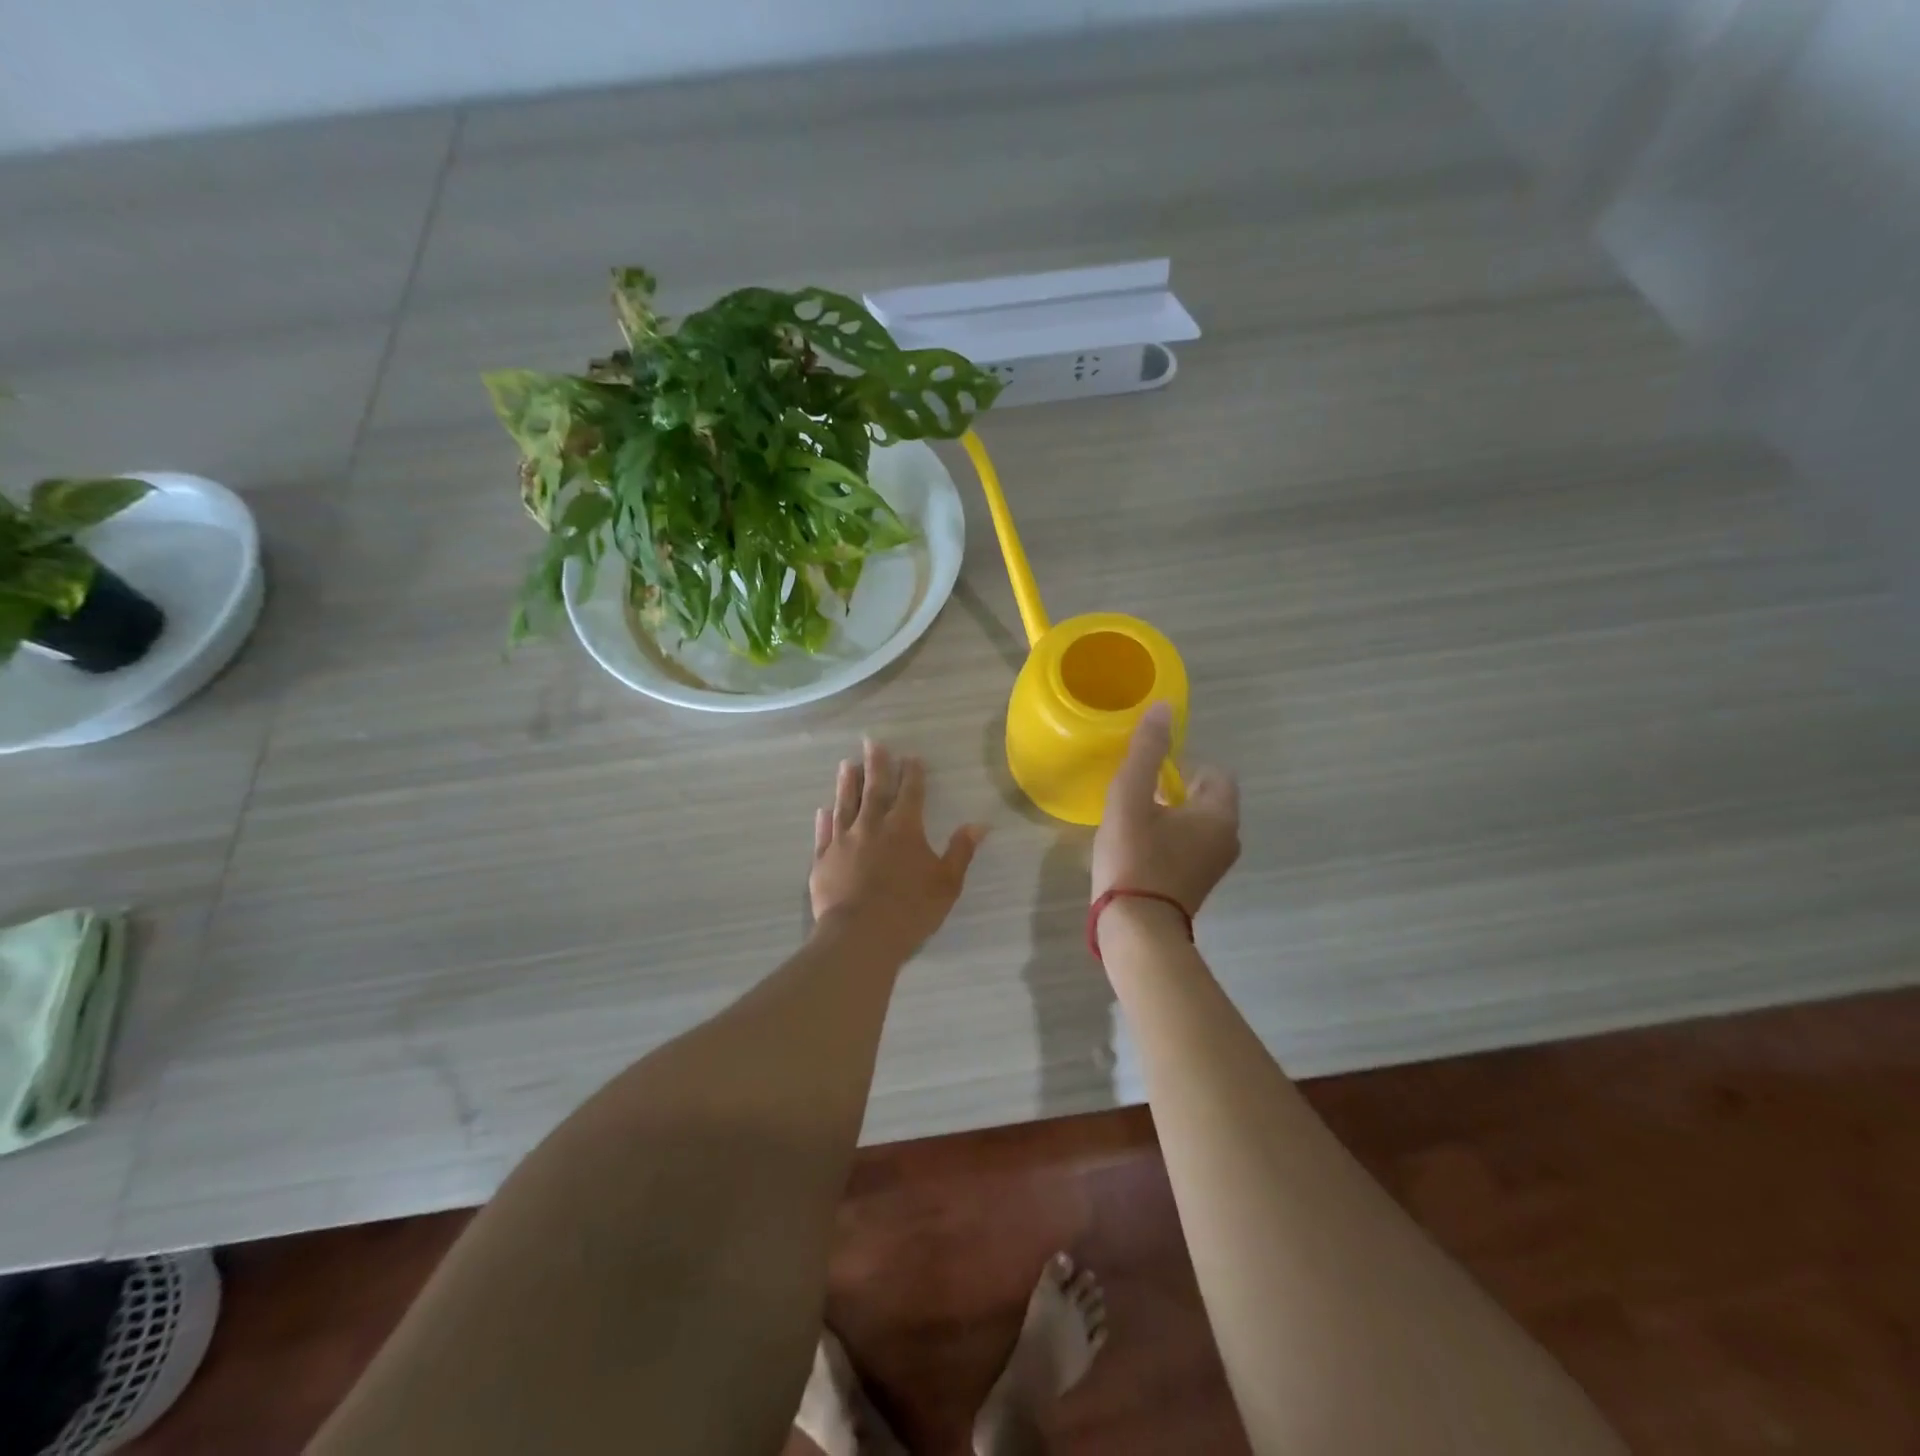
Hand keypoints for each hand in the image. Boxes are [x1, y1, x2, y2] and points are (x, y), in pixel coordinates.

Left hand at [810, 737, 987, 955]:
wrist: (861, 936)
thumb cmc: (910, 910)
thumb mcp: (946, 882)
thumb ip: (961, 851)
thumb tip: (979, 824)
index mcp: (904, 828)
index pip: (910, 792)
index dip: (912, 773)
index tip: (911, 757)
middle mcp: (872, 826)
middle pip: (874, 789)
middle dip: (875, 764)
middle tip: (871, 742)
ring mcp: (843, 841)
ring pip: (845, 804)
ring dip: (846, 783)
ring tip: (846, 765)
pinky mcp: (822, 860)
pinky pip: (823, 834)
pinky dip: (824, 820)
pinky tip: (823, 810)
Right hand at [1091, 703, 1239, 913]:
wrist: (1135, 929)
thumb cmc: (1134, 857)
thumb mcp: (1131, 797)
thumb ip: (1146, 751)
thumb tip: (1162, 708)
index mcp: (1219, 814)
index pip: (1214, 772)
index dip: (1181, 767)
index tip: (1148, 778)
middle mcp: (1227, 838)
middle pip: (1206, 798)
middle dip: (1173, 791)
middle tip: (1136, 799)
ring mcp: (1214, 866)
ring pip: (1196, 824)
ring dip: (1169, 816)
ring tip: (1133, 823)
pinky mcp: (1197, 884)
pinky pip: (1189, 847)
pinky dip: (1169, 840)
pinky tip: (1138, 849)